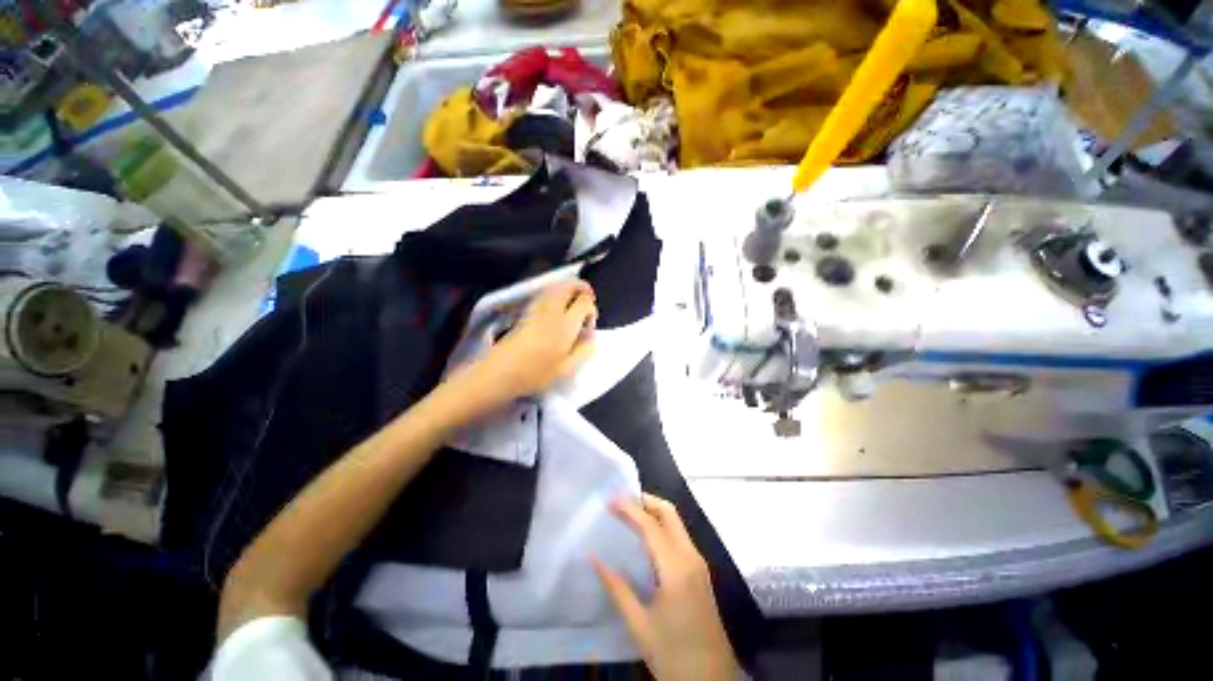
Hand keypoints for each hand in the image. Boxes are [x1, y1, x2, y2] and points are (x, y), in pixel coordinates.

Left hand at [447, 280, 596, 416]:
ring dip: (569, 290)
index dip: (591, 308)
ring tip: (572, 305)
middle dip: (582, 289)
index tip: (588, 325)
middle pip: (570, 285)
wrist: (500, 371)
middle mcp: (552, 309)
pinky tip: (556, 310)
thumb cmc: (536, 373)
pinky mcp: (526, 310)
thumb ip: (583, 349)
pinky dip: (556, 294)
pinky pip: (546, 293)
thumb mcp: (566, 368)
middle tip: (586, 303)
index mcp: (565, 323)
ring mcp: (537, 307)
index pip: (584, 301)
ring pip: (557, 286)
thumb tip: (592, 335)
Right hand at [594, 494, 739, 680]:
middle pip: (669, 513)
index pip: (651, 525)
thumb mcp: (639, 626)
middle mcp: (690, 557)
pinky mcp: (699, 571)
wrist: (712, 680)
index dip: (629, 508)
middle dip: (644, 500)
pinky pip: (678, 536)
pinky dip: (660, 526)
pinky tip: (644, 536)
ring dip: (652, 511)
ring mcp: (698, 563)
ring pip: (675, 522)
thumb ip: (616, 588)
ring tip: (627, 514)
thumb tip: (592, 558)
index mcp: (676, 568)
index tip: (609, 500)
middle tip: (620, 501)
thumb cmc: (674, 655)